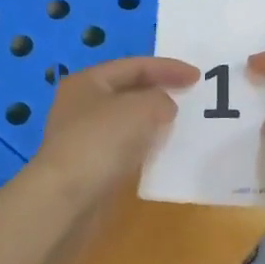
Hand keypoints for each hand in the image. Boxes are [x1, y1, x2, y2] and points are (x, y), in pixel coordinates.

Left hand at [32, 56, 198, 205]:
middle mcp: (81, 104)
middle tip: (190, 97)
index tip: (198, 77)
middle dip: (159, 92)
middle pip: (128, 91)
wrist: (67, 197)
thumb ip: (160, 99)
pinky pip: (124, 146)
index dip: (168, 68)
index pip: (134, 66)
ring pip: (126, 120)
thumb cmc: (101, 141)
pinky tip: (161, 152)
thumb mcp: (140, 108)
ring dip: (152, 120)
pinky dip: (144, 144)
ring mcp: (83, 136)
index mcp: (88, 81)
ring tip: (180, 124)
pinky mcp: (90, 164)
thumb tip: (163, 108)